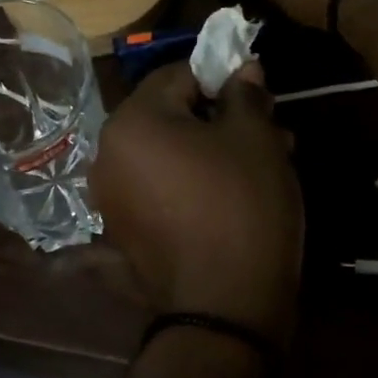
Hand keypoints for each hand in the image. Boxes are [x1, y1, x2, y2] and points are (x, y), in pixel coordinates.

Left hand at [91, 62, 302, 344]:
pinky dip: (191, 184)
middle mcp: (108, 156)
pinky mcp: (124, 235)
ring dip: (211, 151)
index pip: (177, 75)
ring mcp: (111, 200)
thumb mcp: (255, 139)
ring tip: (261, 166)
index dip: (221, 77)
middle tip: (269, 131)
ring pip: (168, 155)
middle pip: (170, 116)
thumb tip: (243, 68)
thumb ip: (244, 95)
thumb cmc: (242, 206)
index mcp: (132, 122)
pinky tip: (229, 199)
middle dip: (220, 118)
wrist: (225, 308)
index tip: (258, 94)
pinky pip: (159, 190)